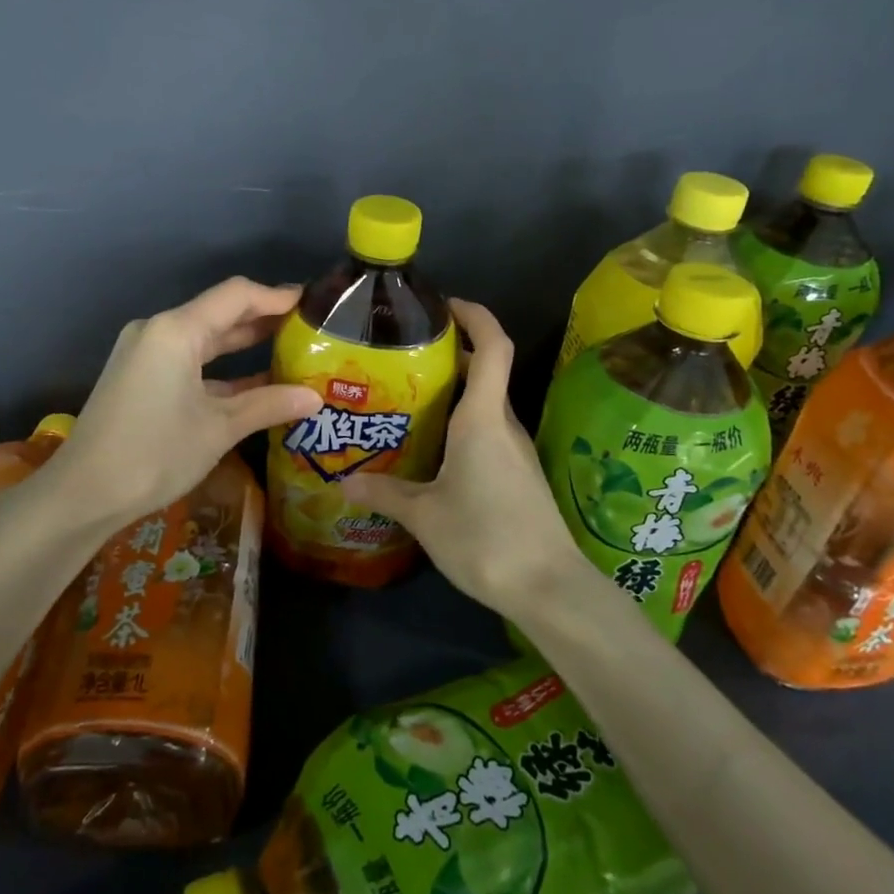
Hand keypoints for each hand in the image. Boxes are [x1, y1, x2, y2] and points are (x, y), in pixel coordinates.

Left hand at [50, 277, 321, 526]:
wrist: (83, 494)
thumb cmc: (155, 453)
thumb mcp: (219, 429)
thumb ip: (268, 405)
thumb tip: (315, 398)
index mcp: (176, 330)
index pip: (237, 296)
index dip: (277, 296)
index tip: (314, 304)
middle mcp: (158, 331)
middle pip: (220, 313)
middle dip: (264, 319)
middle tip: (309, 327)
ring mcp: (146, 354)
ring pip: (205, 339)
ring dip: (244, 345)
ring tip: (291, 350)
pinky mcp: (140, 377)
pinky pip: (189, 361)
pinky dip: (221, 369)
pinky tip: (255, 384)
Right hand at [343, 298, 580, 616]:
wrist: (548, 588)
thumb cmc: (484, 537)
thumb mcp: (424, 515)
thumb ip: (385, 492)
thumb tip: (345, 481)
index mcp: (483, 419)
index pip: (494, 346)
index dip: (475, 315)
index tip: (445, 305)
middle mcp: (504, 425)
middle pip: (486, 372)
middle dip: (451, 355)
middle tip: (403, 358)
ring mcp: (515, 451)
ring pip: (485, 405)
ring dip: (455, 393)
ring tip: (408, 400)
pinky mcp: (518, 475)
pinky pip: (488, 433)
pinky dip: (462, 425)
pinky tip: (432, 449)